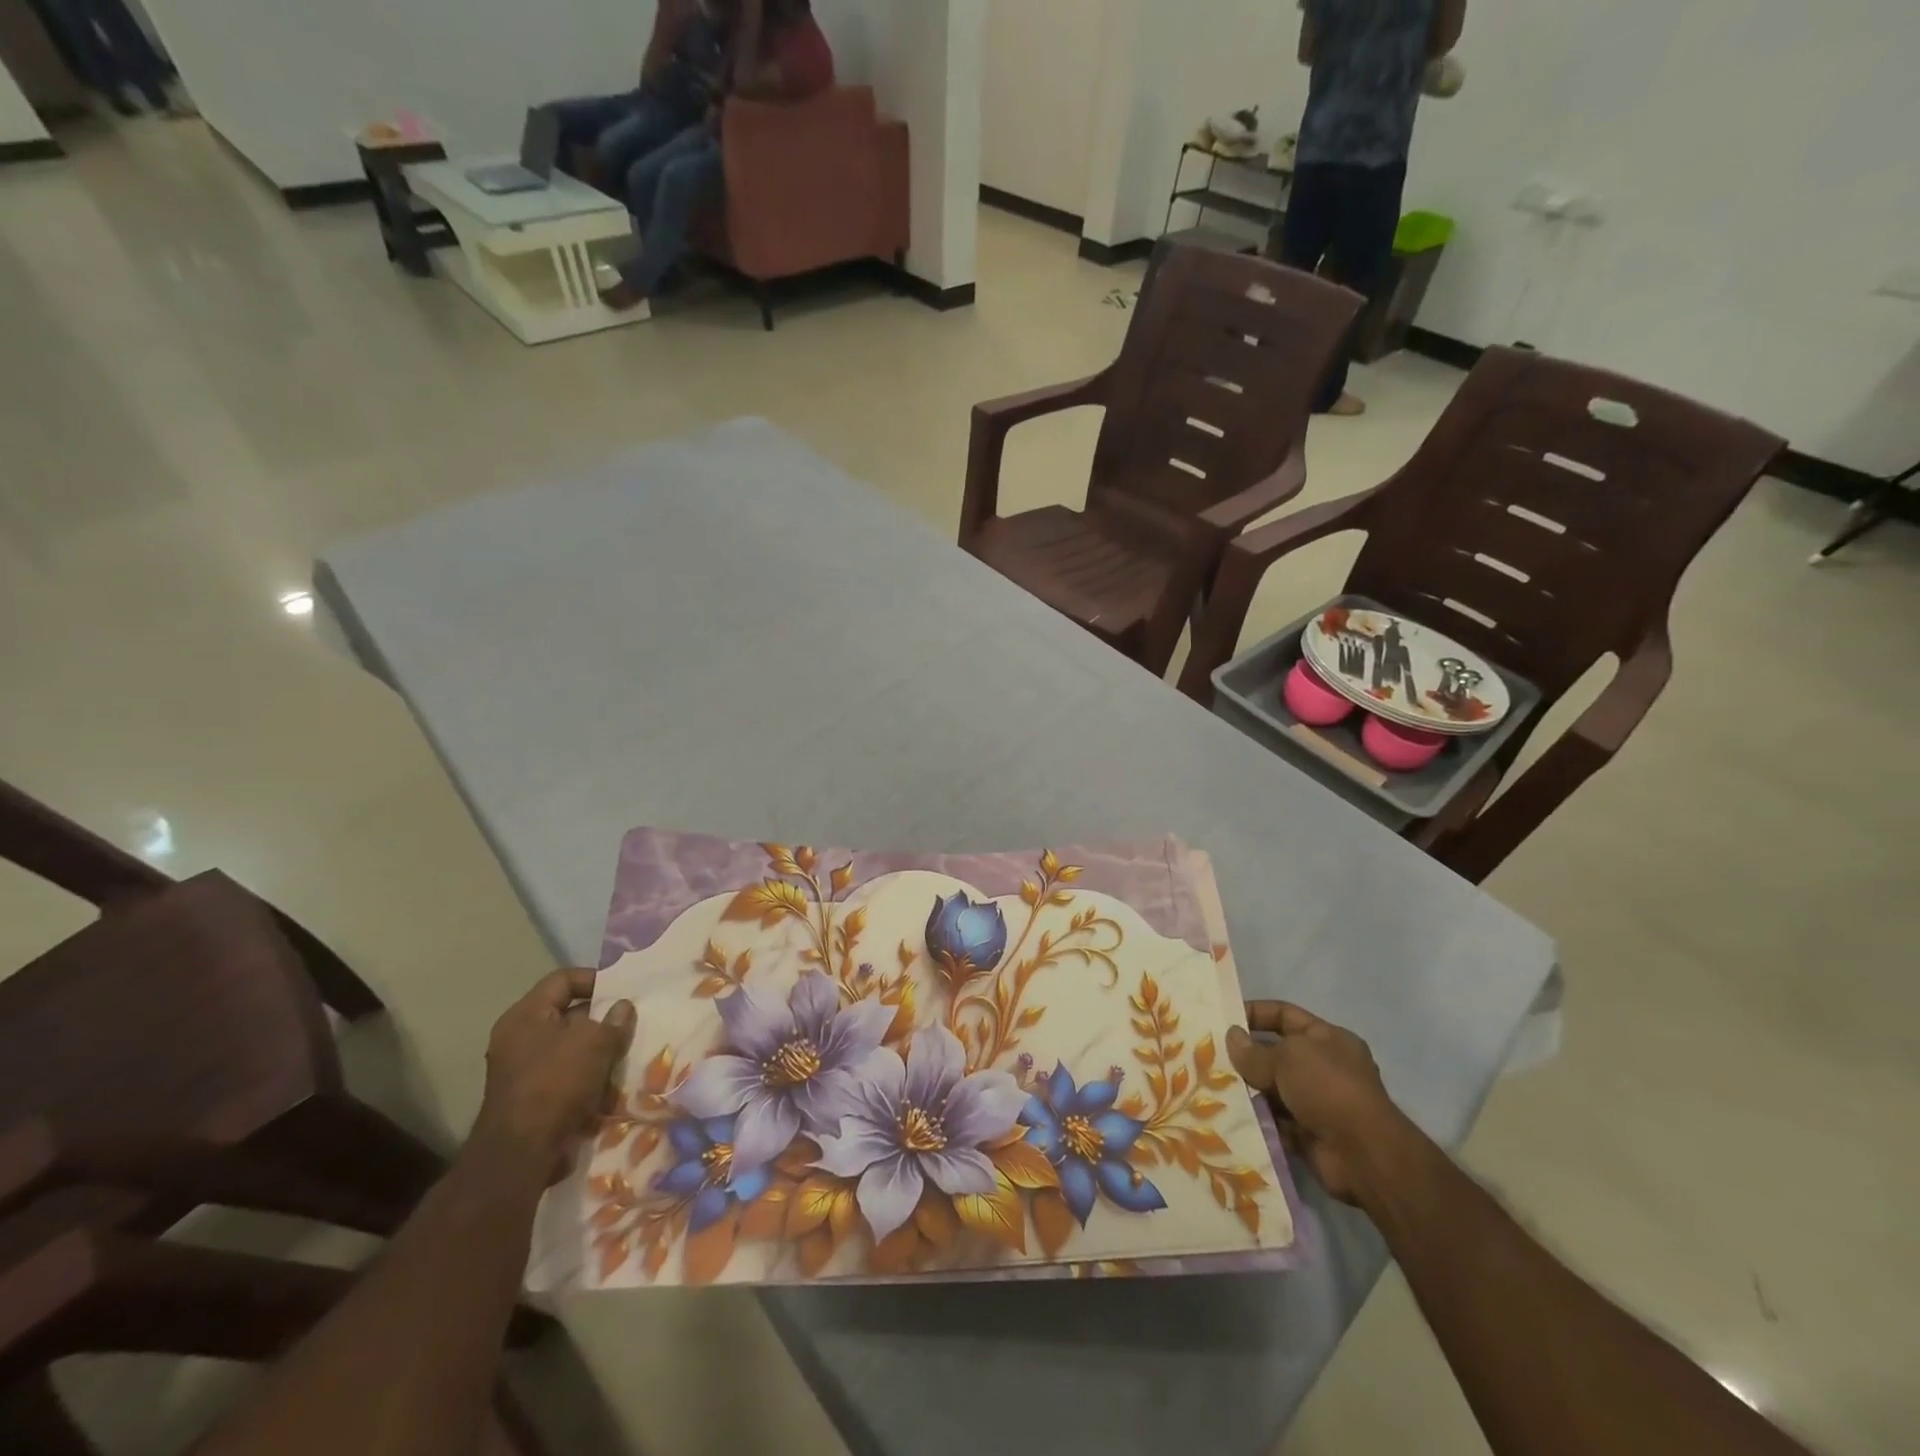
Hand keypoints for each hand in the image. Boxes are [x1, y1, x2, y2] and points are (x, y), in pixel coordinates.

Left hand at [476, 970, 635, 1178]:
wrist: (522, 1153)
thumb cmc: (556, 1083)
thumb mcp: (595, 1042)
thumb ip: (614, 1020)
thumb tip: (623, 1007)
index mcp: (525, 1015)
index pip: (563, 979)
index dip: (595, 979)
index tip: (623, 992)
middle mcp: (519, 1038)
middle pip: (568, 1014)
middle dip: (602, 1019)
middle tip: (630, 1023)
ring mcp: (523, 1069)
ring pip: (571, 1047)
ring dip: (599, 1051)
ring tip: (626, 1054)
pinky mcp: (532, 1097)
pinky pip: (566, 1075)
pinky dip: (589, 1077)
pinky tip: (612, 1084)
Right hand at [1226, 1001, 1405, 1203]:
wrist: (1363, 1155)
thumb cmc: (1328, 1088)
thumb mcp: (1288, 1057)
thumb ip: (1255, 1050)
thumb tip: (1231, 1037)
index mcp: (1326, 1039)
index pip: (1284, 1014)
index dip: (1254, 1013)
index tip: (1223, 1020)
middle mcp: (1323, 1067)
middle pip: (1275, 1053)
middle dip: (1245, 1056)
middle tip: (1210, 1056)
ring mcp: (1317, 1102)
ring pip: (1272, 1088)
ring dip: (1248, 1089)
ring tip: (1213, 1086)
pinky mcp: (1308, 1133)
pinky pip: (1274, 1120)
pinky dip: (1256, 1119)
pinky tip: (1229, 1114)